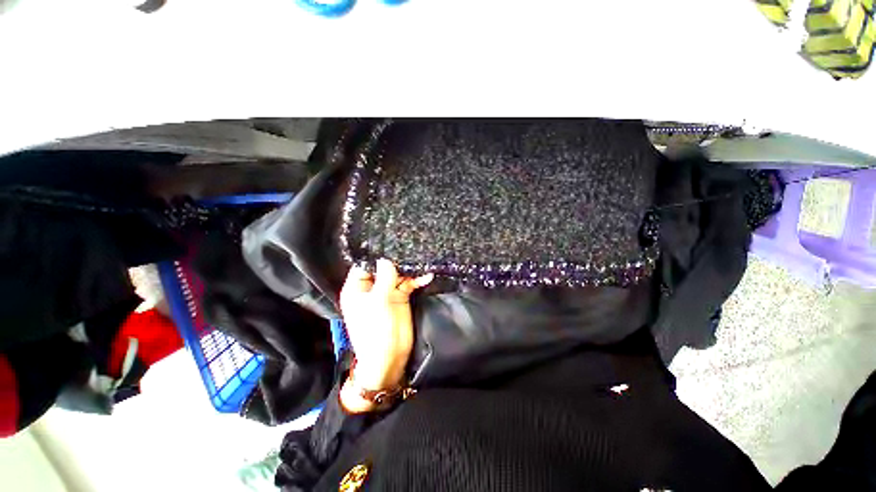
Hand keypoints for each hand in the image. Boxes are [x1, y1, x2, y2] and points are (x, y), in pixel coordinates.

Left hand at [338, 259, 432, 411]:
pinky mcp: (400, 297)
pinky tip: (426, 276)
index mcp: (357, 288)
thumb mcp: (378, 302)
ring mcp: (387, 292)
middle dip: (395, 259)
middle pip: (383, 267)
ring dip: (409, 269)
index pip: (364, 264)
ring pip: (397, 274)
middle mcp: (372, 288)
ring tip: (420, 260)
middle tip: (409, 246)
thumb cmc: (376, 332)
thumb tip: (386, 258)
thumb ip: (385, 278)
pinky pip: (408, 283)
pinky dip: (417, 280)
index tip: (389, 242)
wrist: (390, 358)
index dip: (375, 254)